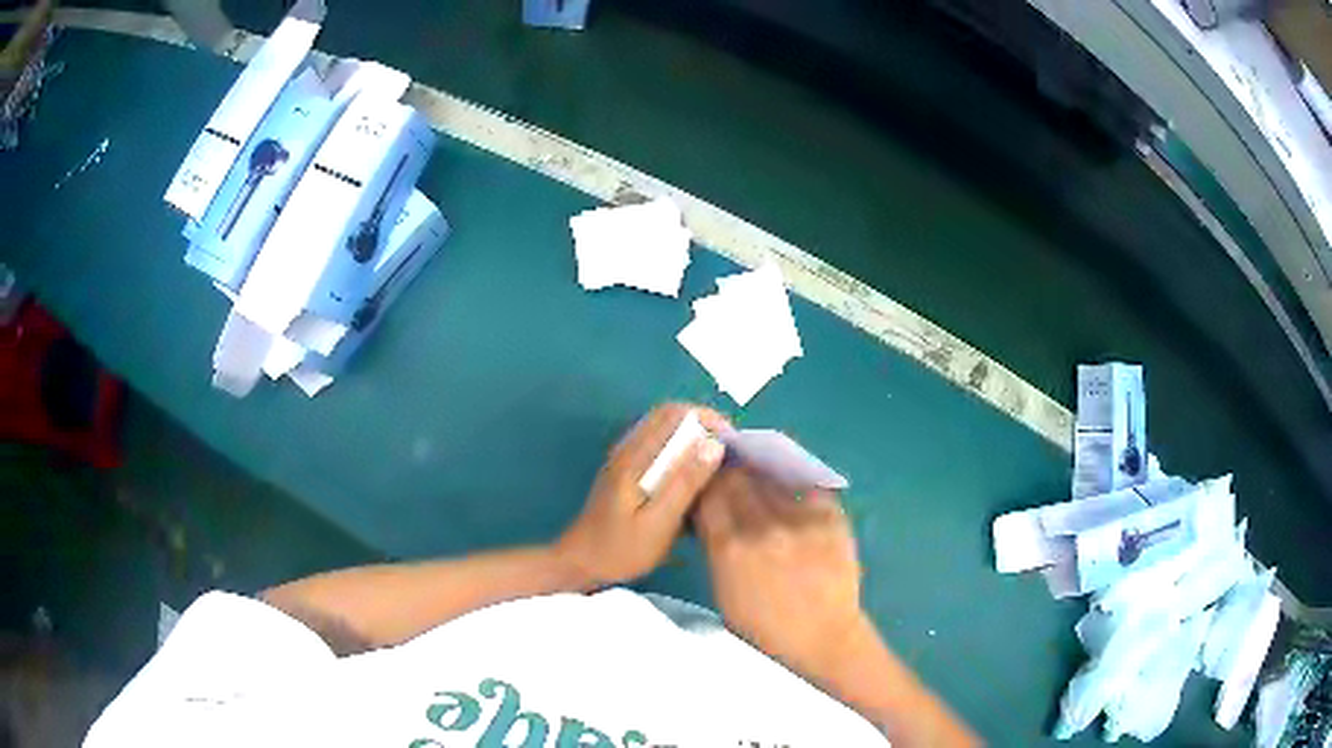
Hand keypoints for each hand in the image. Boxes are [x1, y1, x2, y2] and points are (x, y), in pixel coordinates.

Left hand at [557, 403, 729, 585]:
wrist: (580, 563)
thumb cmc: (620, 549)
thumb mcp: (658, 523)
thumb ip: (685, 483)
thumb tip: (715, 444)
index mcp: (635, 457)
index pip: (674, 413)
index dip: (708, 418)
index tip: (732, 441)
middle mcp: (628, 448)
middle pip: (670, 415)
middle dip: (703, 425)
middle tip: (729, 452)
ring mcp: (625, 458)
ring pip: (665, 429)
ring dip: (693, 437)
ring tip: (716, 465)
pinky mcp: (626, 471)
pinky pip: (658, 446)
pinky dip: (681, 452)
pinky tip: (692, 480)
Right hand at [695, 467, 867, 678]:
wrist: (824, 639)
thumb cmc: (766, 628)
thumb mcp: (724, 592)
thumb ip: (716, 548)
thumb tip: (708, 514)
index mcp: (729, 549)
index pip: (708, 495)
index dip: (705, 487)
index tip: (706, 487)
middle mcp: (763, 527)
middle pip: (737, 479)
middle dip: (729, 477)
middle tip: (731, 481)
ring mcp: (800, 519)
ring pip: (770, 478)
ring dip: (760, 478)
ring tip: (760, 483)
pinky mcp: (832, 516)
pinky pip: (806, 486)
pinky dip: (794, 487)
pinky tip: (791, 493)